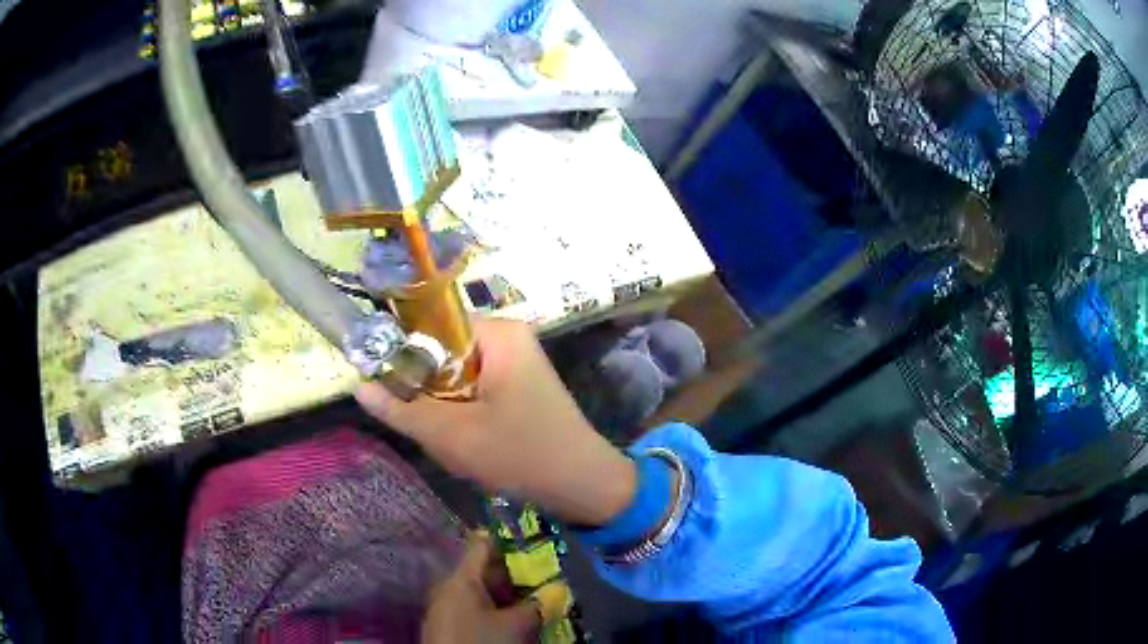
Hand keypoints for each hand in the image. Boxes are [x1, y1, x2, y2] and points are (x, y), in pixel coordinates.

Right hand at [356, 318, 635, 525]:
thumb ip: (400, 409)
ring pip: (456, 374)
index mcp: (499, 333)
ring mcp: (517, 362)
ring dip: (442, 404)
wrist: (583, 486)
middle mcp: (509, 337)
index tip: (385, 385)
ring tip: (445, 435)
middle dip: (425, 386)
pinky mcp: (520, 386)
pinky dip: (461, 411)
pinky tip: (464, 439)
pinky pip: (474, 388)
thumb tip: (358, 385)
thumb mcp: (451, 435)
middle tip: (418, 420)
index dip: (403, 352)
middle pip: (443, 350)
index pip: (432, 323)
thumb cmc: (519, 454)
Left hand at [423, 531, 539, 643]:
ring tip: (535, 599)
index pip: (482, 544)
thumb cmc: (483, 642)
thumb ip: (538, 604)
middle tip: (545, 577)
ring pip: (481, 592)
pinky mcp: (448, 626)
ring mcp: (446, 608)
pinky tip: (514, 619)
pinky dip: (495, 610)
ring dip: (507, 596)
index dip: (509, 540)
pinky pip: (474, 609)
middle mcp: (449, 588)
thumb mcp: (518, 625)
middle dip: (515, 574)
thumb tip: (558, 589)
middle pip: (484, 571)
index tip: (536, 541)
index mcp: (460, 579)